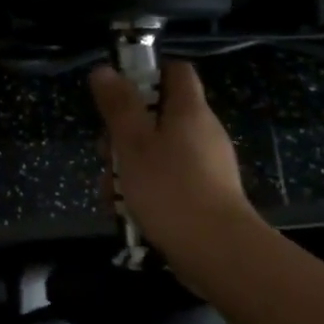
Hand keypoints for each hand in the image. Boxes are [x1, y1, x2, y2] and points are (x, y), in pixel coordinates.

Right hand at [89, 60, 252, 262]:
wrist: (218, 253)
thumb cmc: (171, 189)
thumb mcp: (133, 143)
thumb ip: (118, 106)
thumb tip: (104, 70)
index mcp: (190, 110)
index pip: (175, 71)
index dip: (147, 73)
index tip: (119, 93)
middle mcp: (203, 131)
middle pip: (159, 115)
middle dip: (125, 133)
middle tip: (106, 153)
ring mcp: (208, 166)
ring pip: (159, 152)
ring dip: (130, 167)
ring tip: (112, 193)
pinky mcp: (206, 196)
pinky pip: (170, 180)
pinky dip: (147, 190)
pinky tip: (129, 213)